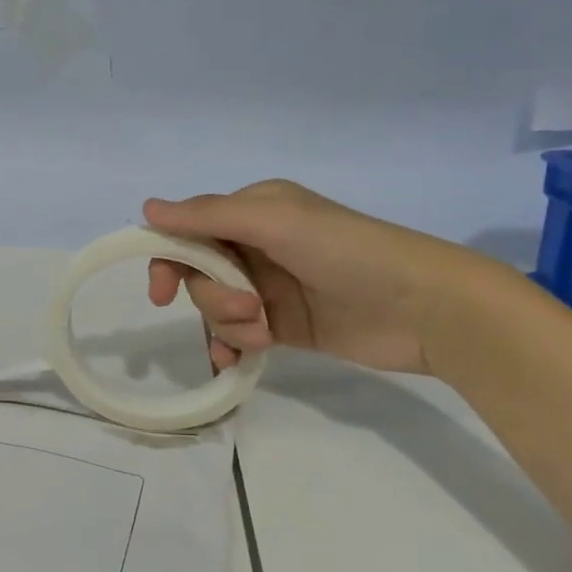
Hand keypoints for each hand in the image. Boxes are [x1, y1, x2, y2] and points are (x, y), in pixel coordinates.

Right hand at [142, 180, 494, 375]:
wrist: (425, 308)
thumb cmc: (347, 252)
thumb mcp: (274, 223)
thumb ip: (207, 217)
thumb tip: (146, 208)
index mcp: (253, 212)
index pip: (189, 232)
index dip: (168, 260)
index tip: (162, 293)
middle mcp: (256, 245)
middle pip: (199, 275)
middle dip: (213, 296)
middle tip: (247, 307)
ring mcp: (270, 287)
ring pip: (216, 308)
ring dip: (228, 324)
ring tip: (264, 333)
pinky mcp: (284, 325)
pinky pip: (236, 335)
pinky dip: (230, 347)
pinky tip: (235, 362)